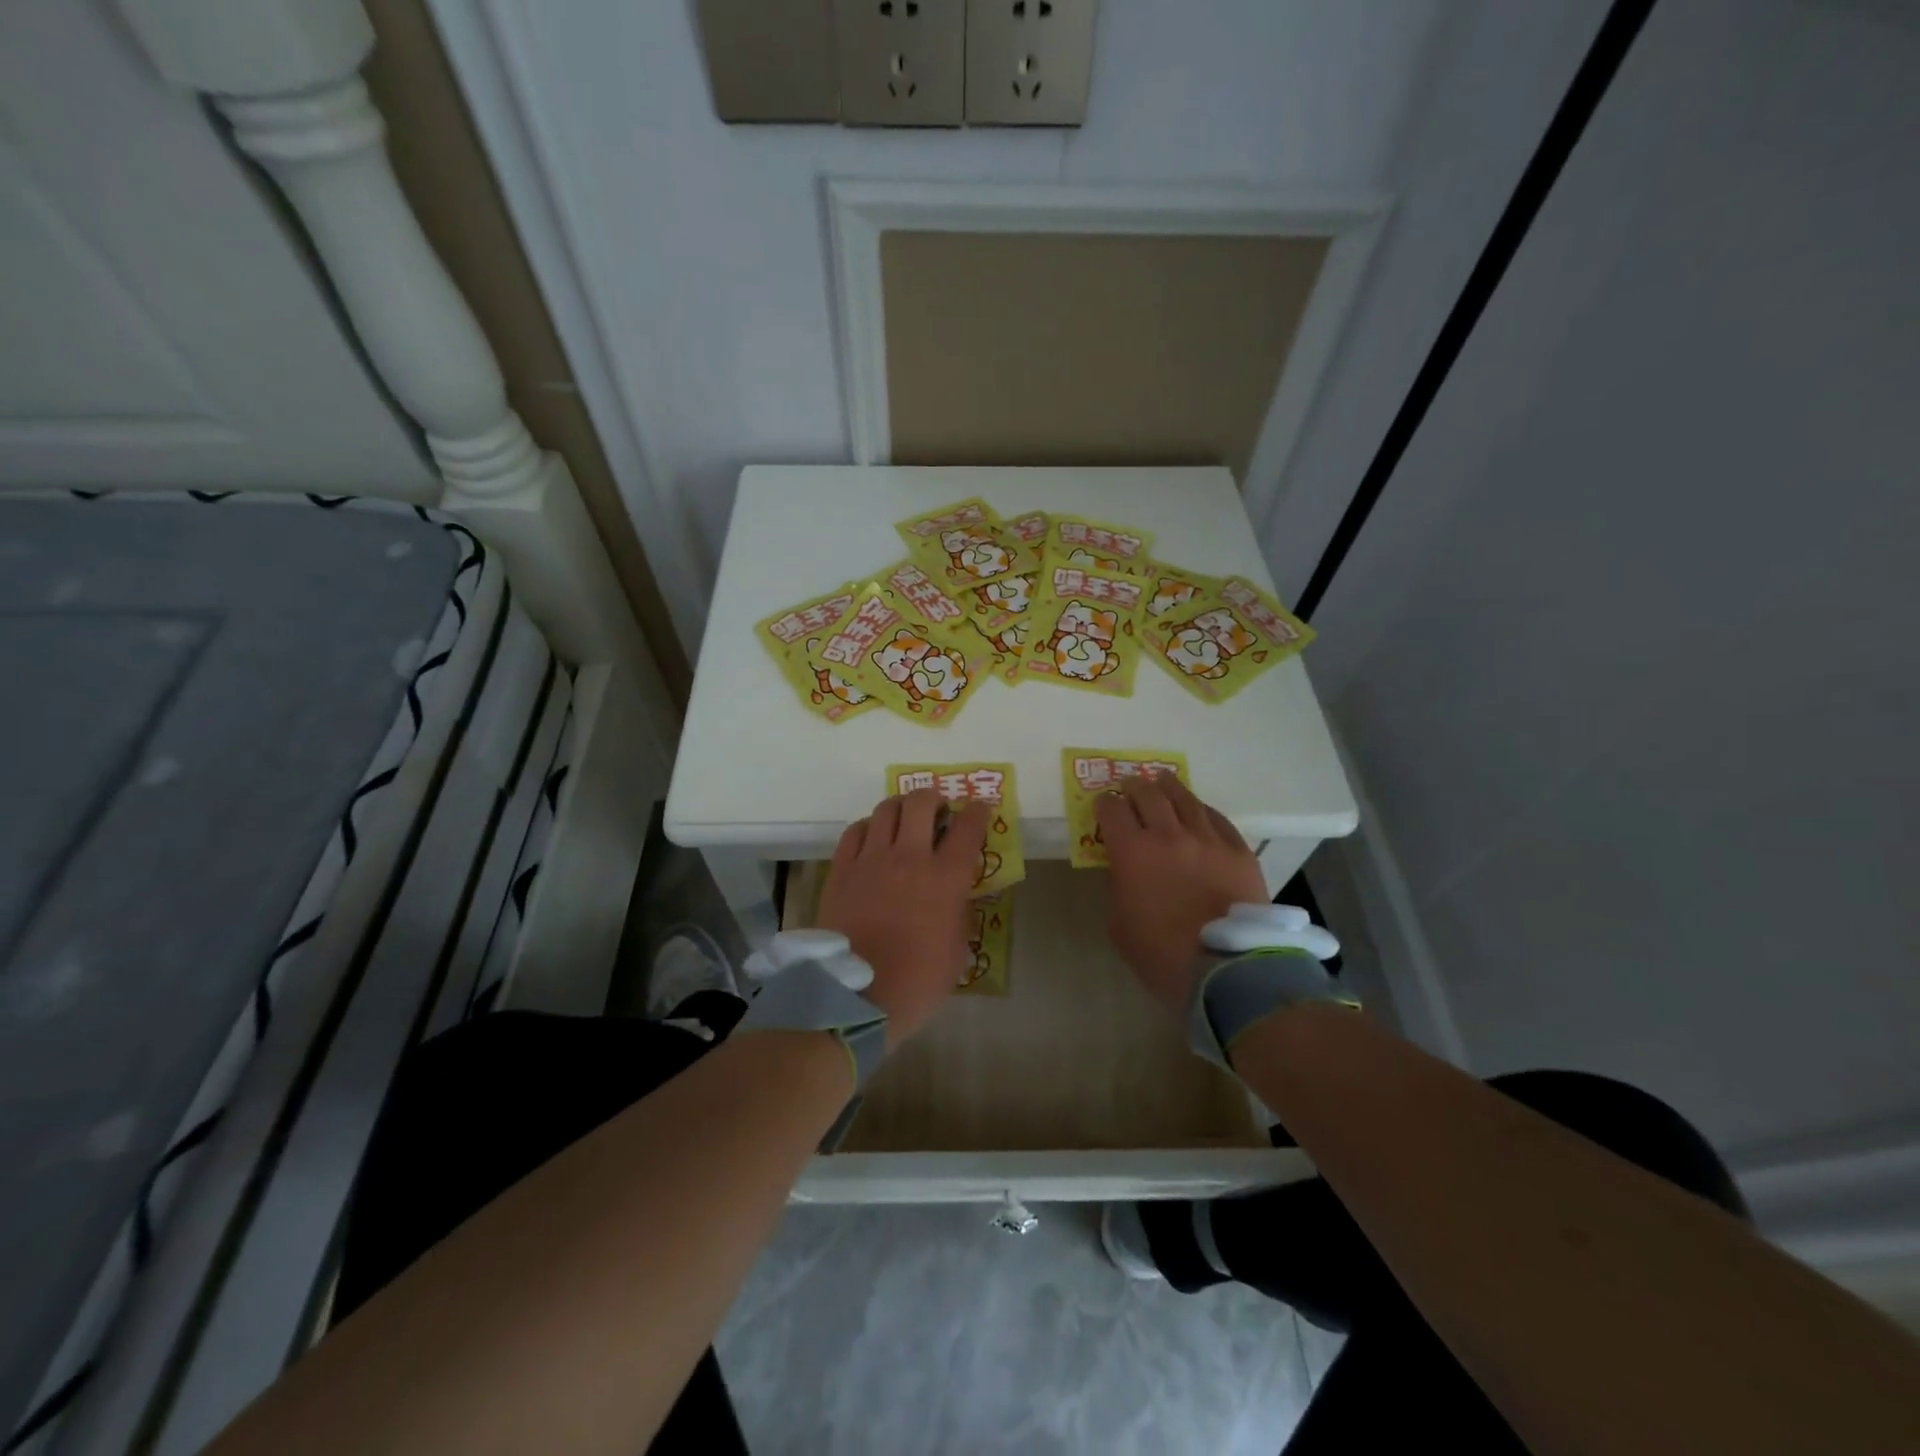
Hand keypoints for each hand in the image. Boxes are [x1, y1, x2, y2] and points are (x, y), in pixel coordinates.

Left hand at [818, 788, 987, 1042]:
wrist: (856, 998)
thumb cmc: (917, 982)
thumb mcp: (957, 949)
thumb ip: (959, 910)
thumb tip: (956, 892)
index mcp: (945, 879)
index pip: (968, 828)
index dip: (977, 812)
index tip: (979, 809)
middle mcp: (909, 858)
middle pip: (922, 803)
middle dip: (934, 798)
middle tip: (938, 811)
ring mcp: (871, 860)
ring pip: (886, 809)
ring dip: (901, 807)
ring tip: (904, 820)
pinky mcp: (841, 869)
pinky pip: (855, 831)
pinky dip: (869, 827)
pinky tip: (873, 838)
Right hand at [1096, 775, 1267, 1012]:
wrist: (1227, 969)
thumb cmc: (1162, 954)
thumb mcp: (1119, 925)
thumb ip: (1118, 888)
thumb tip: (1126, 870)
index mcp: (1132, 852)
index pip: (1112, 810)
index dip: (1104, 804)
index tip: (1103, 806)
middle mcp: (1168, 834)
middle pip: (1147, 794)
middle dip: (1133, 788)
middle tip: (1129, 788)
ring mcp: (1207, 839)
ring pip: (1184, 798)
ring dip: (1167, 787)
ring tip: (1162, 781)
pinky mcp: (1238, 850)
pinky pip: (1217, 818)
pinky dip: (1201, 810)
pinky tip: (1198, 810)